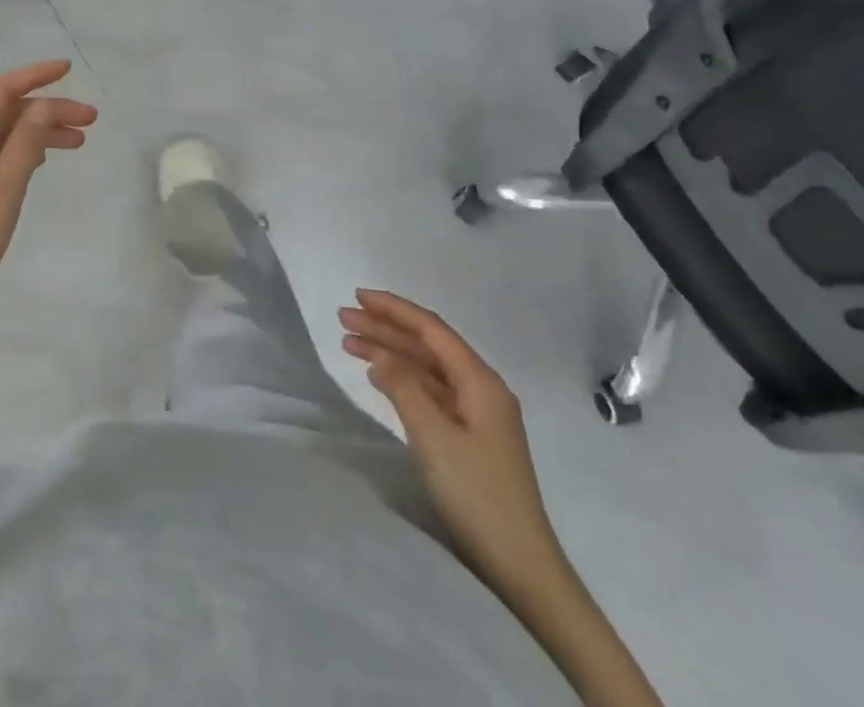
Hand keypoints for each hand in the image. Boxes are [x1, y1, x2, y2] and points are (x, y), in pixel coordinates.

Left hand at [0, 61, 96, 348]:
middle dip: (46, 111)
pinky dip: (16, 153)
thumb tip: (42, 107)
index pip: (0, 90)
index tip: (69, 69)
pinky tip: (41, 161)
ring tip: (77, 143)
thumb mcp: (2, 192)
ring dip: (35, 134)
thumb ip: (25, 144)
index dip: (36, 76)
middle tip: (90, 120)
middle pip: (2, 112)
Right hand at [339, 290, 571, 606]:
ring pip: (426, 369)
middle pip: (428, 346)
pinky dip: (402, 380)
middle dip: (386, 328)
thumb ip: (404, 388)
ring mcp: (477, 414)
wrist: (520, 568)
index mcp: (481, 382)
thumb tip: (379, 354)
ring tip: (349, 343)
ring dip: (390, 352)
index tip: (358, 296)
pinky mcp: (470, 437)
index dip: (394, 309)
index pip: (431, 330)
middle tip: (343, 318)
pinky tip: (378, 376)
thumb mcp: (434, 438)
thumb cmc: (477, 496)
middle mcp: (482, 389)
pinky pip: (430, 392)